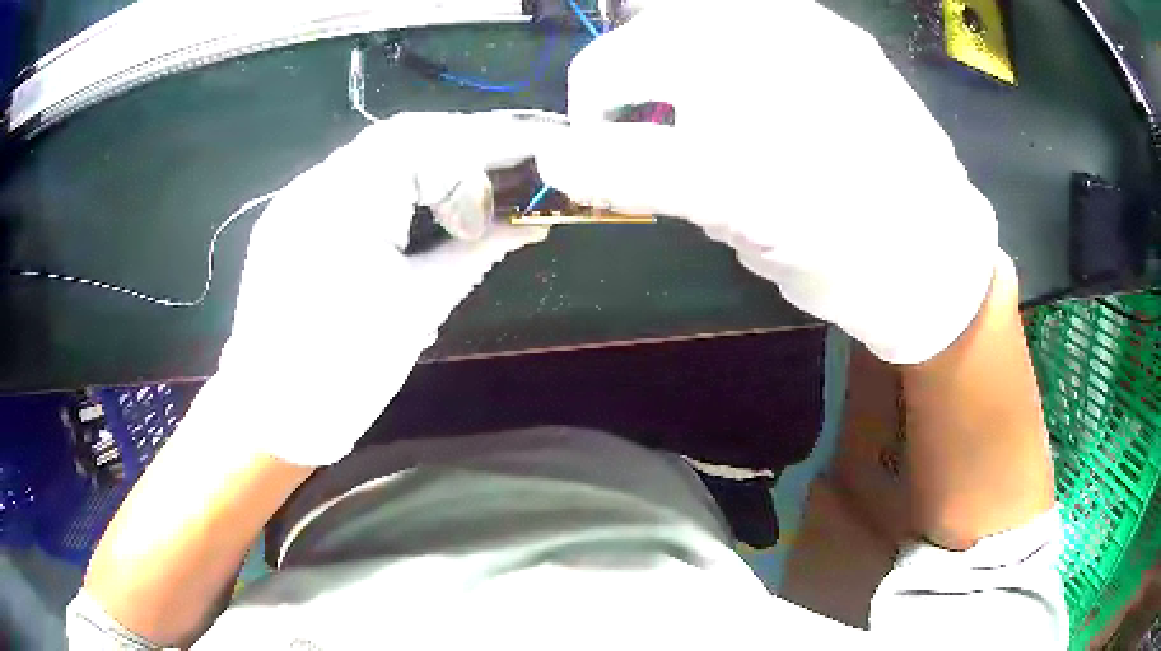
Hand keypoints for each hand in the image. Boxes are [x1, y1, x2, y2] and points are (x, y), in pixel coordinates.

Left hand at [207, 112, 547, 466]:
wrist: (272, 416)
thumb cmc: (346, 373)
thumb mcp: (420, 309)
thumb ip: (478, 252)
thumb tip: (532, 223)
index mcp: (344, 207)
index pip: (425, 143)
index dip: (485, 145)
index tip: (530, 160)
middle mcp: (314, 186)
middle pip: (398, 136)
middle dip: (461, 141)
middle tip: (509, 163)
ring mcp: (296, 200)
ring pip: (372, 153)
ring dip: (428, 158)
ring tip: (472, 181)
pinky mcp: (290, 218)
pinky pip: (349, 179)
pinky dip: (394, 179)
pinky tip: (419, 201)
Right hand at [536, 0, 997, 363]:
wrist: (941, 254)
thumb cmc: (850, 269)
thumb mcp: (751, 242)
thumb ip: (665, 187)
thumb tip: (587, 157)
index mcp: (754, 165)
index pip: (625, 147)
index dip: (583, 152)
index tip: (571, 162)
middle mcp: (777, 83)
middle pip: (641, 53)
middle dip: (608, 88)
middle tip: (624, 124)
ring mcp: (811, 41)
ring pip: (686, 14)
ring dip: (656, 49)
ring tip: (677, 89)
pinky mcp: (838, 32)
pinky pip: (746, 10)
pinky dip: (714, 33)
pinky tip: (737, 71)